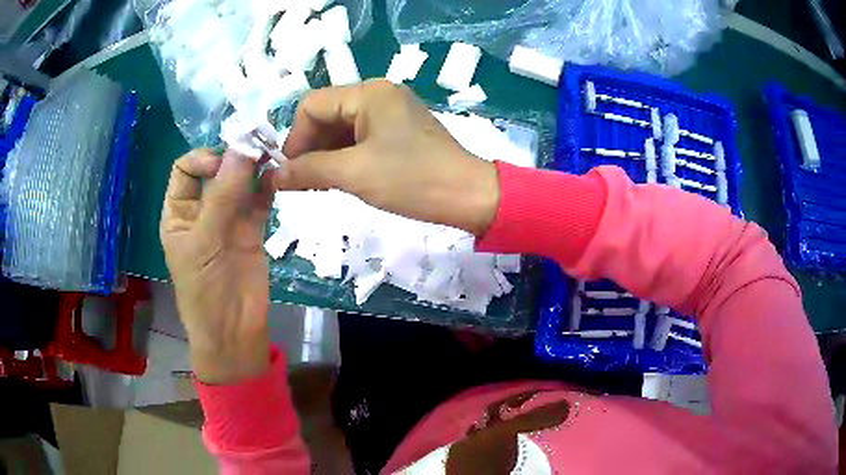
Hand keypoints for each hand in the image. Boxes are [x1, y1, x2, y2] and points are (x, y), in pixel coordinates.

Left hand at [160, 149, 273, 384]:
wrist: (234, 330)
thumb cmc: (204, 290)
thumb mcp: (204, 242)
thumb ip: (223, 196)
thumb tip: (243, 149)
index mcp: (179, 212)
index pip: (186, 169)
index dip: (203, 158)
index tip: (224, 163)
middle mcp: (202, 210)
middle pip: (217, 171)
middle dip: (235, 158)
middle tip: (258, 145)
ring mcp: (228, 219)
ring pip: (241, 182)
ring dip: (255, 168)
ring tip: (272, 154)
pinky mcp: (252, 229)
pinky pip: (260, 199)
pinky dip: (268, 185)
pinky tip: (278, 176)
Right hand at [272, 79, 499, 235]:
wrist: (468, 196)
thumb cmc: (411, 179)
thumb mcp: (354, 173)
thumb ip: (309, 170)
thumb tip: (274, 175)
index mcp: (368, 93)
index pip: (312, 105)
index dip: (295, 137)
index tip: (289, 171)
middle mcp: (378, 94)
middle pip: (327, 114)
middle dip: (310, 147)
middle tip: (302, 183)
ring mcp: (391, 112)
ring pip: (342, 128)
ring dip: (326, 155)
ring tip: (319, 185)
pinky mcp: (399, 130)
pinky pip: (360, 137)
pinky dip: (345, 157)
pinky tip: (340, 179)